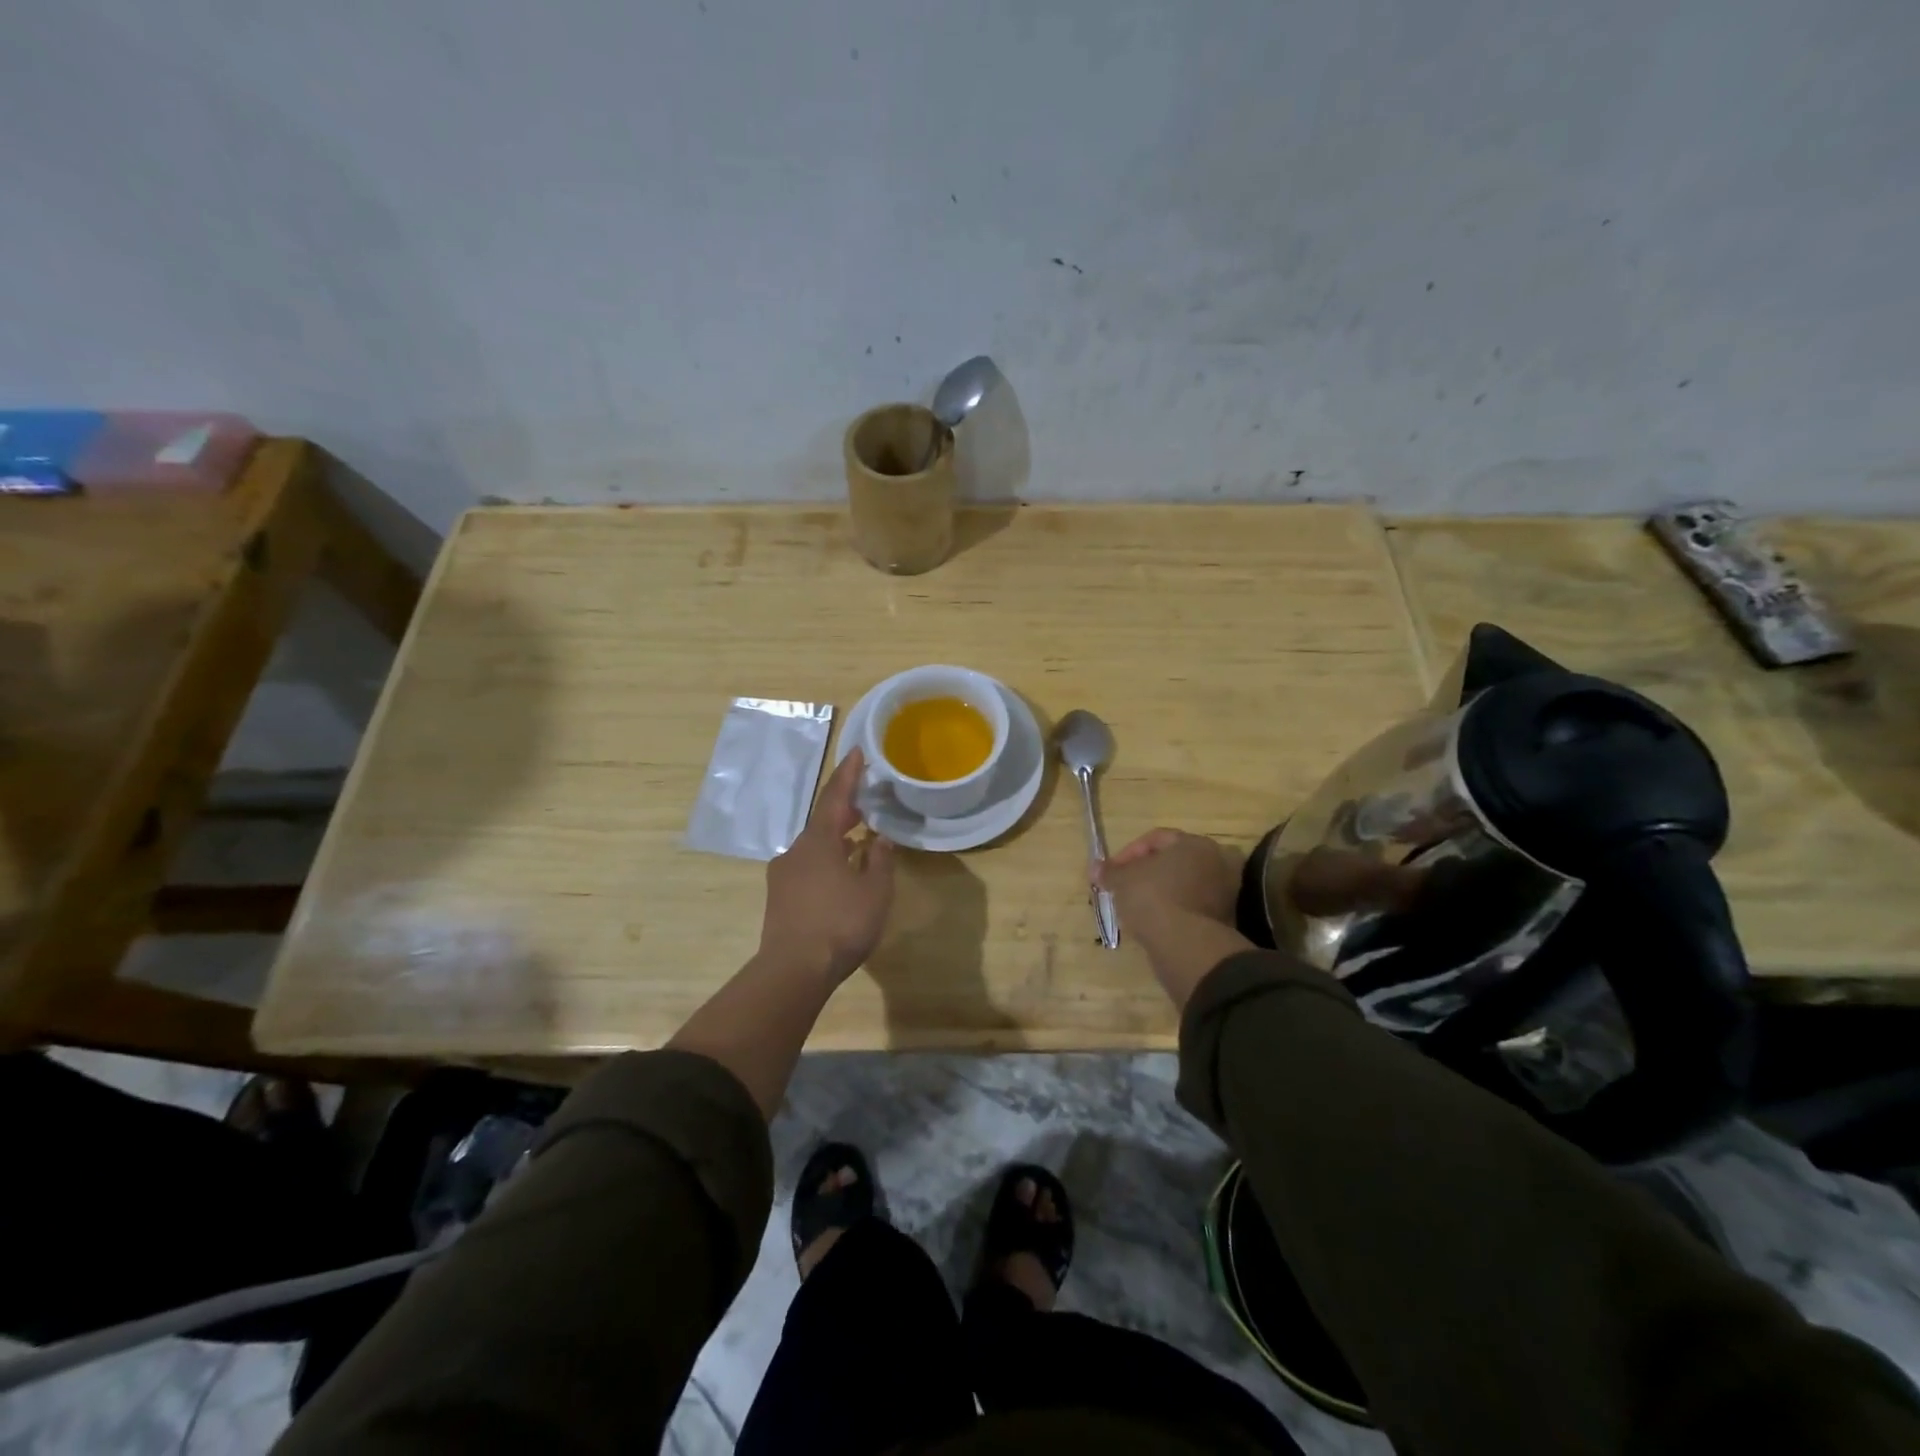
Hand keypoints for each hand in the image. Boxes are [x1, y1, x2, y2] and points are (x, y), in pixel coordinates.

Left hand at [760, 749, 895, 984]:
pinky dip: (826, 862)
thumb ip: (879, 861)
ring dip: (835, 839)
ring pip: (813, 847)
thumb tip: (879, 840)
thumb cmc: (840, 923)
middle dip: (844, 810)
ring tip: (858, 840)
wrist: (793, 970)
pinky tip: (840, 876)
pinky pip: (807, 868)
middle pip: (822, 821)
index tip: (857, 752)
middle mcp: (796, 850)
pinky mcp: (779, 898)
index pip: (835, 797)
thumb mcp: (874, 891)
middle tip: (865, 802)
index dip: (849, 774)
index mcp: (819, 841)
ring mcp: (783, 875)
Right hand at [1099, 829, 1250, 1010]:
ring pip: (1185, 884)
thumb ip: (1109, 872)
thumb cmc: (1153, 898)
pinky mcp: (1225, 919)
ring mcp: (1225, 892)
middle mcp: (1217, 862)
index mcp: (1196, 843)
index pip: (1157, 838)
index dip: (1129, 853)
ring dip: (1163, 891)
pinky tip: (1155, 921)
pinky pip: (1193, 906)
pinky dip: (1175, 909)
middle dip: (1149, 871)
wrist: (1185, 945)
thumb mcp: (1122, 881)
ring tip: (1138, 905)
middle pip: (1175, 860)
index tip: (1112, 871)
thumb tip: (1095, 868)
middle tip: (1127, 885)